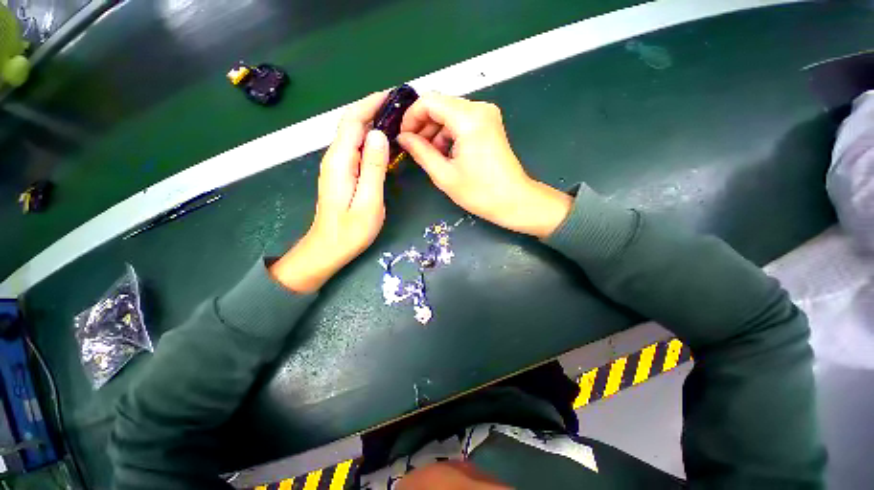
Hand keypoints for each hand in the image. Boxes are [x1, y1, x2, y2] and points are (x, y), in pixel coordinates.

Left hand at [270, 92, 389, 292]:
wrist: (328, 248)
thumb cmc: (351, 231)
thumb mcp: (369, 201)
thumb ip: (374, 168)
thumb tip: (380, 136)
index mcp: (340, 161)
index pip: (353, 121)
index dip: (371, 104)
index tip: (393, 96)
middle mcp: (335, 158)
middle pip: (351, 124)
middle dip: (373, 109)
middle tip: (399, 107)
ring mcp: (337, 166)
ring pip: (353, 135)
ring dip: (372, 122)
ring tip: (396, 120)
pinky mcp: (341, 174)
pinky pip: (355, 148)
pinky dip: (369, 139)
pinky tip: (383, 142)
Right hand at [397, 93, 571, 238]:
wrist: (514, 201)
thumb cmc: (480, 192)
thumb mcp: (444, 175)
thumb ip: (421, 152)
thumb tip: (403, 138)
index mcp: (469, 119)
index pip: (429, 101)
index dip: (411, 117)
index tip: (403, 137)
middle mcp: (479, 108)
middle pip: (440, 105)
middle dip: (423, 125)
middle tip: (413, 148)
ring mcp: (487, 115)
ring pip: (450, 113)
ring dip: (435, 131)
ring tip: (430, 155)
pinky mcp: (489, 124)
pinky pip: (461, 121)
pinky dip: (448, 134)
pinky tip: (445, 153)